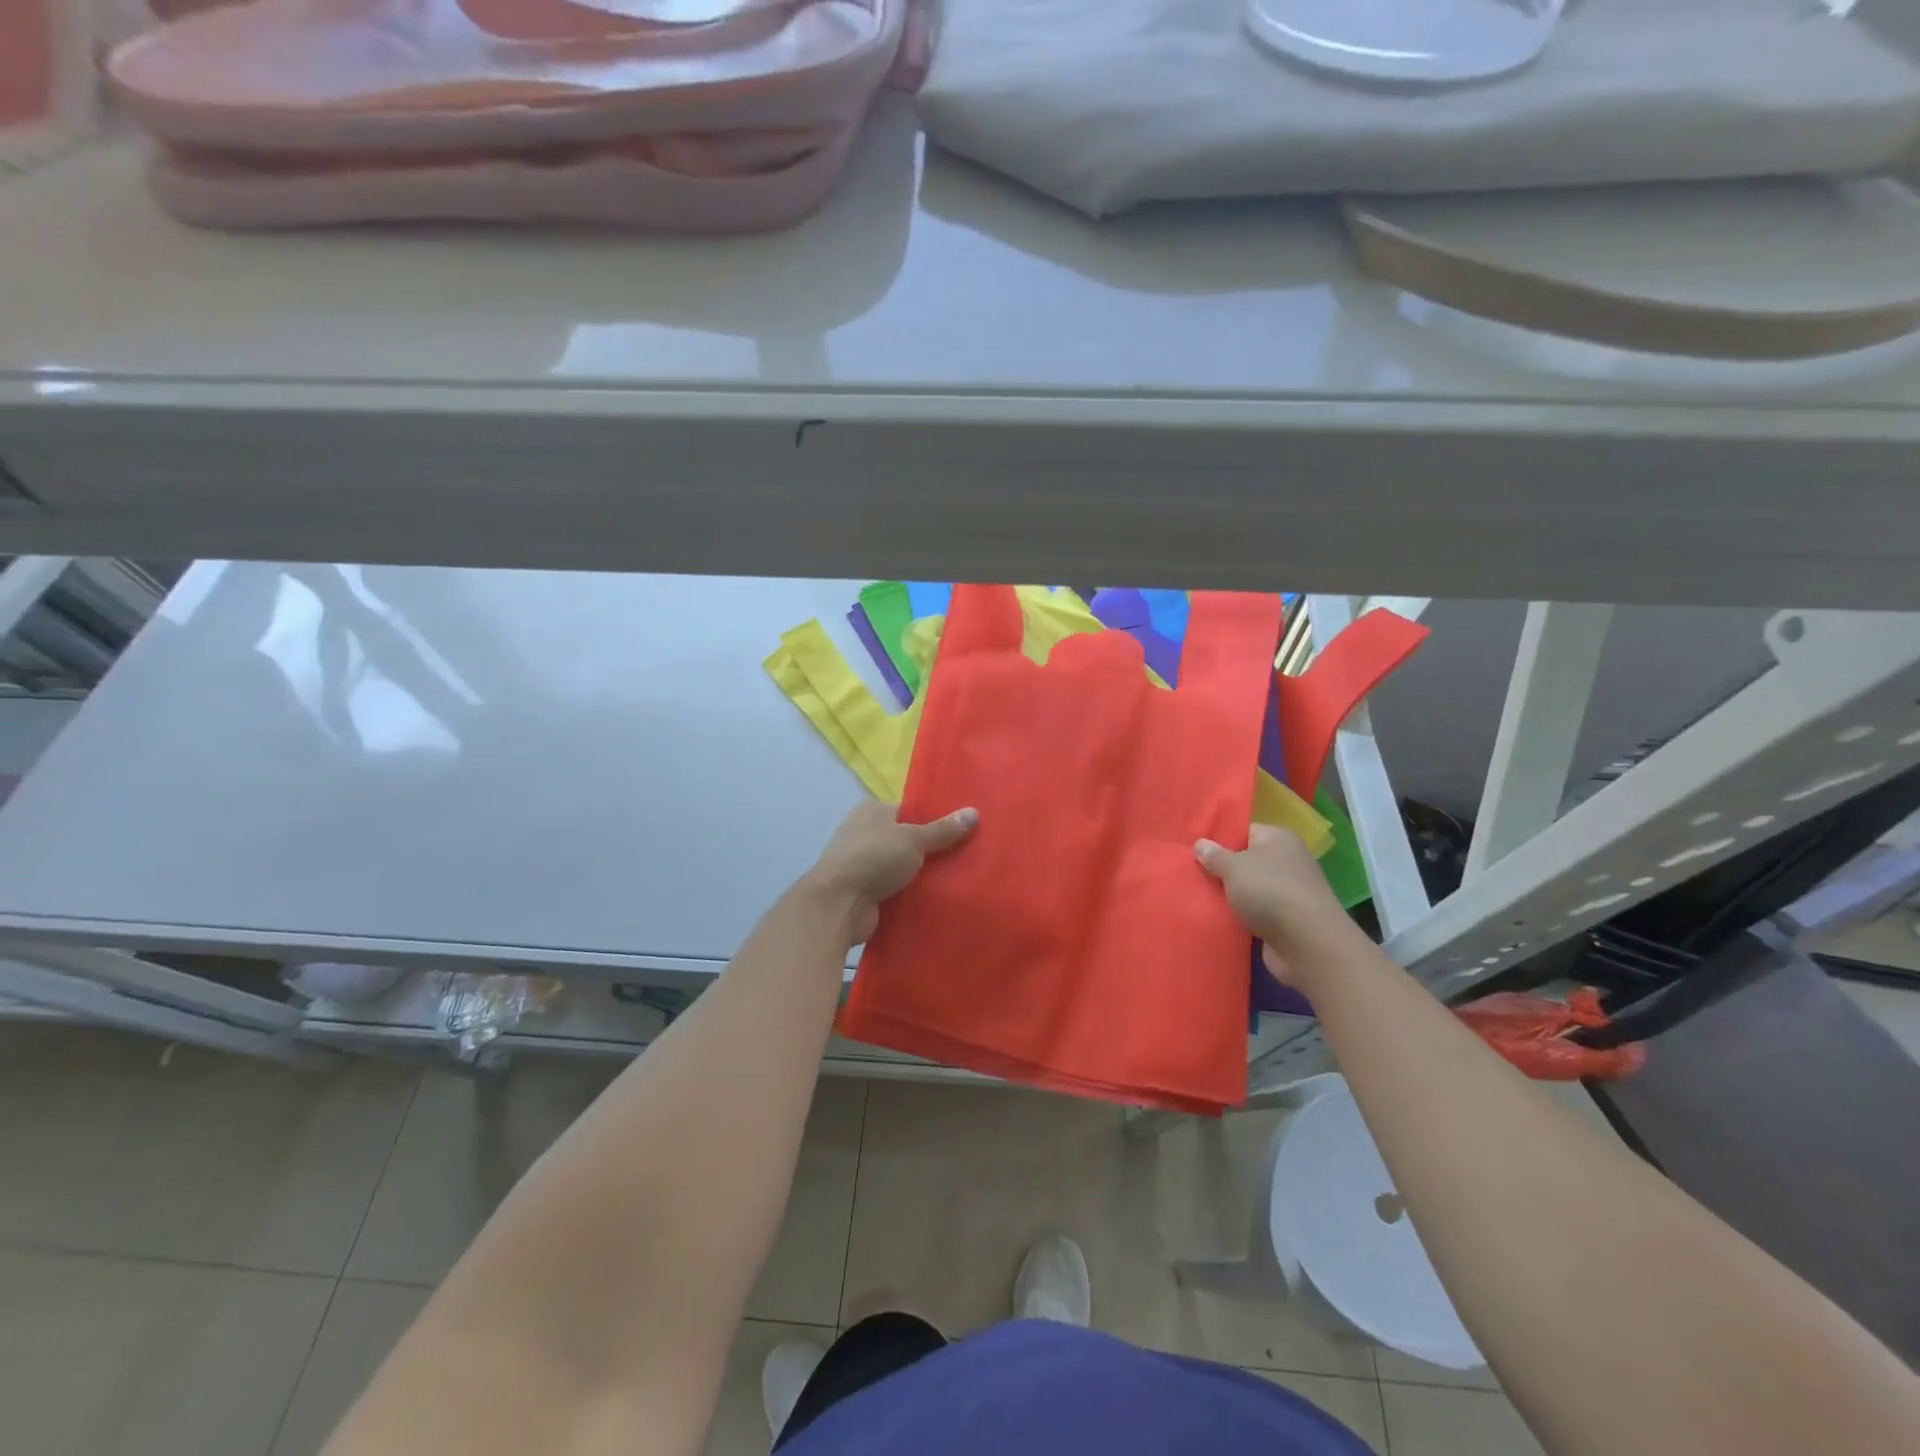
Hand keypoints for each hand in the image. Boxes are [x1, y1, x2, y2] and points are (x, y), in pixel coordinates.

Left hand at [803, 801, 978, 945]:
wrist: (838, 905)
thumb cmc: (873, 858)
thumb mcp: (913, 839)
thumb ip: (943, 830)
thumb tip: (974, 812)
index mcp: (871, 811)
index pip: (908, 811)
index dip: (933, 820)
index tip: (961, 830)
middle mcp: (864, 834)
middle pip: (907, 840)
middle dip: (931, 850)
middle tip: (966, 856)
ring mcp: (863, 865)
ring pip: (902, 867)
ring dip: (922, 875)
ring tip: (959, 879)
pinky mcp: (865, 892)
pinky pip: (896, 890)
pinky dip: (911, 894)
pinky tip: (938, 899)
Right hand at [1195, 825, 1352, 983]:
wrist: (1306, 943)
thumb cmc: (1269, 891)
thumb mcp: (1233, 867)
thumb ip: (1213, 855)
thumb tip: (1200, 844)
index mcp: (1279, 838)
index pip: (1244, 831)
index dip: (1220, 840)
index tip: (1196, 851)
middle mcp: (1288, 861)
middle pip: (1247, 861)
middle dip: (1223, 870)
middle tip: (1193, 875)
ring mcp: (1290, 891)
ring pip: (1250, 889)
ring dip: (1231, 896)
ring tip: (1200, 898)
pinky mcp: (1289, 920)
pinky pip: (1257, 912)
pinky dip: (1242, 917)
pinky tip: (1219, 919)